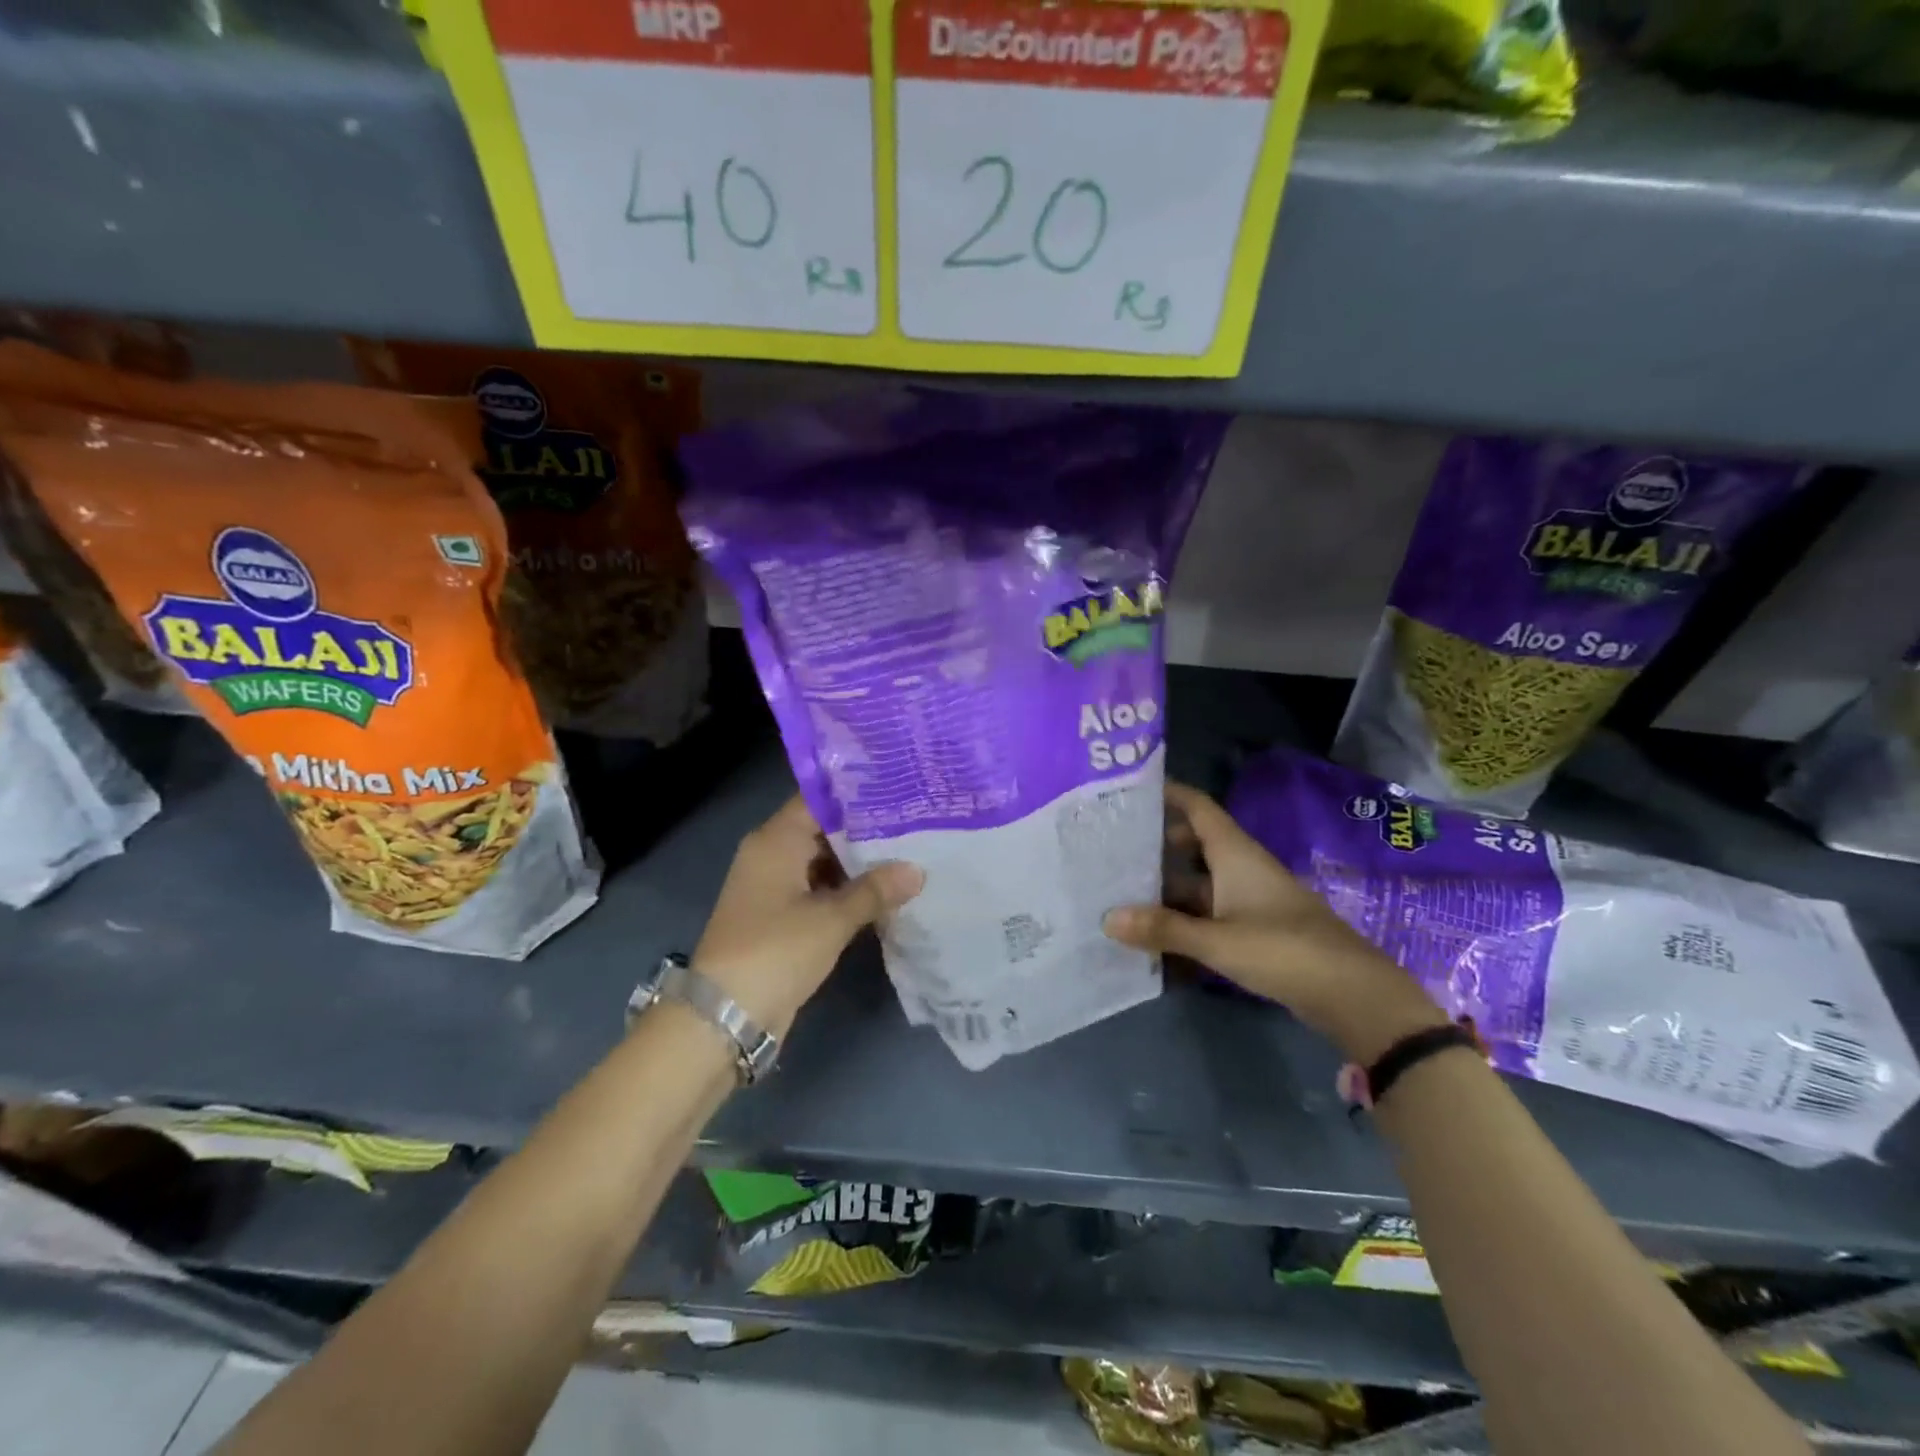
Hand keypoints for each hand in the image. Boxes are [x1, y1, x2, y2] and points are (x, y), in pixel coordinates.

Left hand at [691, 796, 923, 1038]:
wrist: (724, 1017)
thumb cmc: (775, 951)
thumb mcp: (831, 919)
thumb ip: (875, 890)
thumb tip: (917, 870)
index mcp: (775, 840)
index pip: (819, 799)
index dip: (857, 793)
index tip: (898, 788)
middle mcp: (771, 855)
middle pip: (823, 829)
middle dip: (866, 829)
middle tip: (914, 821)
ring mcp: (774, 887)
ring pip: (823, 861)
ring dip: (859, 862)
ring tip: (909, 852)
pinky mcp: (780, 916)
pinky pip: (819, 889)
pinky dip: (846, 889)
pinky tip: (884, 892)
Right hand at [1103, 782, 1446, 1064]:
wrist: (1354, 996)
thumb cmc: (1285, 950)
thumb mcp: (1218, 940)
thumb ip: (1163, 929)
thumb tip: (1106, 918)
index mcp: (1236, 855)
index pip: (1199, 807)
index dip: (1169, 793)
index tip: (1129, 791)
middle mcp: (1241, 869)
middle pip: (1193, 846)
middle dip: (1156, 847)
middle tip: (1111, 851)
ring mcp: (1249, 901)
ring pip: (1199, 885)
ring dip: (1166, 891)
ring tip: (1121, 896)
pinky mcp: (1255, 931)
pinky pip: (1209, 916)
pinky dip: (1184, 922)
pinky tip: (1154, 940)